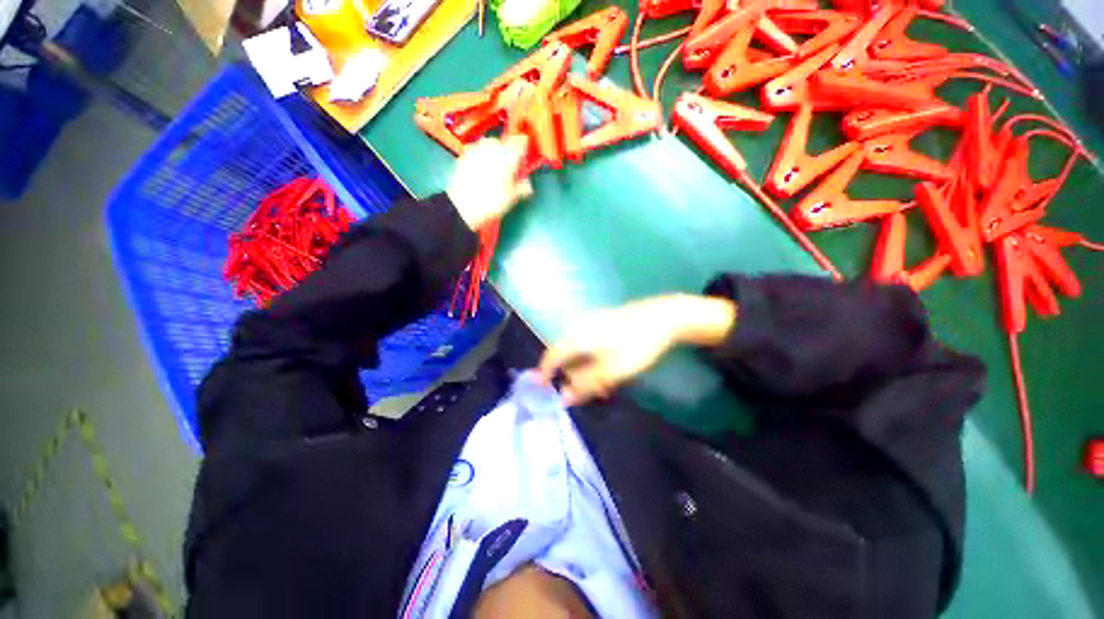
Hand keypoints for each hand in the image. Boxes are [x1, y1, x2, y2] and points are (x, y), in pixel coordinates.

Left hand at [446, 136, 534, 230]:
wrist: (462, 206)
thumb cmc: (490, 201)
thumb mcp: (512, 197)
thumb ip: (522, 187)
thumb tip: (527, 185)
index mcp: (508, 154)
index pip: (521, 142)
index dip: (524, 149)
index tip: (524, 159)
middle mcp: (492, 147)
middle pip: (504, 143)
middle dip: (507, 154)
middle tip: (510, 171)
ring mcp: (476, 149)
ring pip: (489, 147)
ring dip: (493, 156)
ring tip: (495, 173)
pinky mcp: (464, 156)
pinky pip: (477, 153)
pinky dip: (481, 160)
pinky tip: (482, 175)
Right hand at [537, 295, 736, 405]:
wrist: (663, 316)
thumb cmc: (636, 345)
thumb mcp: (611, 371)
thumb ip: (585, 384)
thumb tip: (564, 398)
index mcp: (577, 337)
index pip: (551, 356)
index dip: (544, 373)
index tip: (541, 388)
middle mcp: (580, 327)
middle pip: (565, 354)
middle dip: (570, 375)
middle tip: (584, 392)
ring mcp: (593, 322)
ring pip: (579, 350)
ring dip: (584, 369)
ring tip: (602, 385)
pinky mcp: (604, 322)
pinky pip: (590, 344)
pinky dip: (593, 360)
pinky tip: (608, 368)